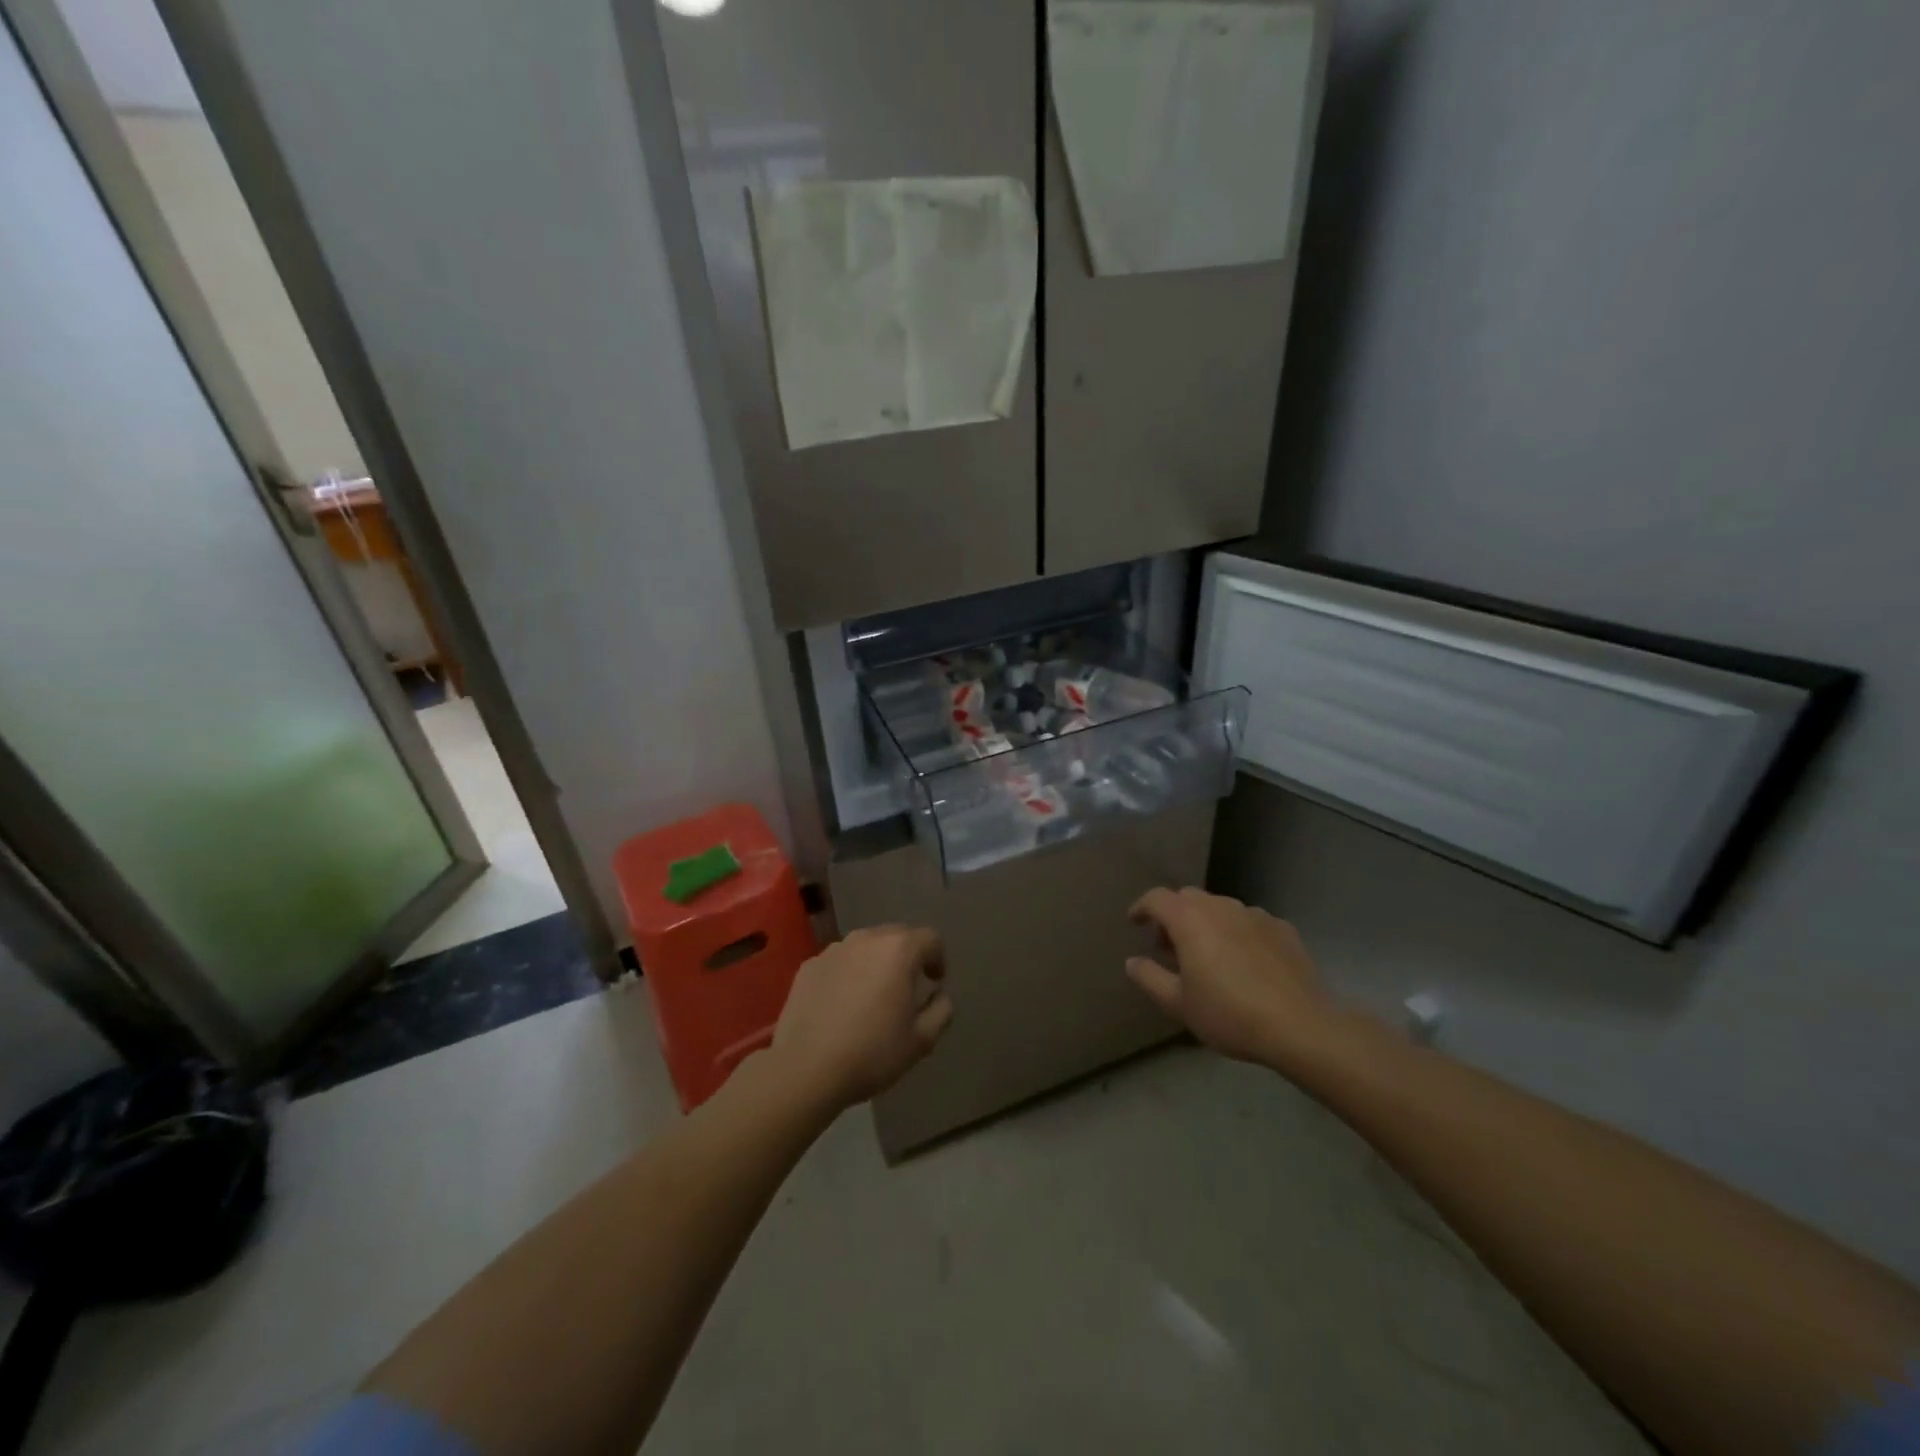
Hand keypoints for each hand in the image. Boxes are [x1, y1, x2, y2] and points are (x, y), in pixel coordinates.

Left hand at [771, 925, 952, 1111]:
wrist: (805, 1069)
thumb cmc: (871, 1052)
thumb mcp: (921, 1040)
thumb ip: (941, 1010)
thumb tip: (939, 995)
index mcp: (898, 950)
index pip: (930, 938)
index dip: (938, 958)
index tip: (934, 982)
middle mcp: (866, 939)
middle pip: (896, 936)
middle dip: (907, 957)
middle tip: (907, 988)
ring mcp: (833, 950)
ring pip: (865, 947)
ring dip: (875, 963)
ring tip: (873, 995)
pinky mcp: (808, 967)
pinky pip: (839, 962)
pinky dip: (848, 974)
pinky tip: (842, 1005)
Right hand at [1125, 887, 1336, 1069]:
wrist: (1300, 1026)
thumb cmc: (1229, 1014)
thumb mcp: (1178, 1004)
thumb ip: (1149, 977)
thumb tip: (1132, 961)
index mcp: (1190, 919)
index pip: (1156, 898)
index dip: (1142, 907)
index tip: (1135, 922)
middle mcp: (1221, 906)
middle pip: (1188, 898)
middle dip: (1174, 915)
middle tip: (1170, 945)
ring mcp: (1255, 915)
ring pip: (1220, 908)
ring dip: (1206, 923)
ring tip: (1208, 954)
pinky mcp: (1282, 928)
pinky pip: (1249, 922)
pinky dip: (1237, 933)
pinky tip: (1244, 961)